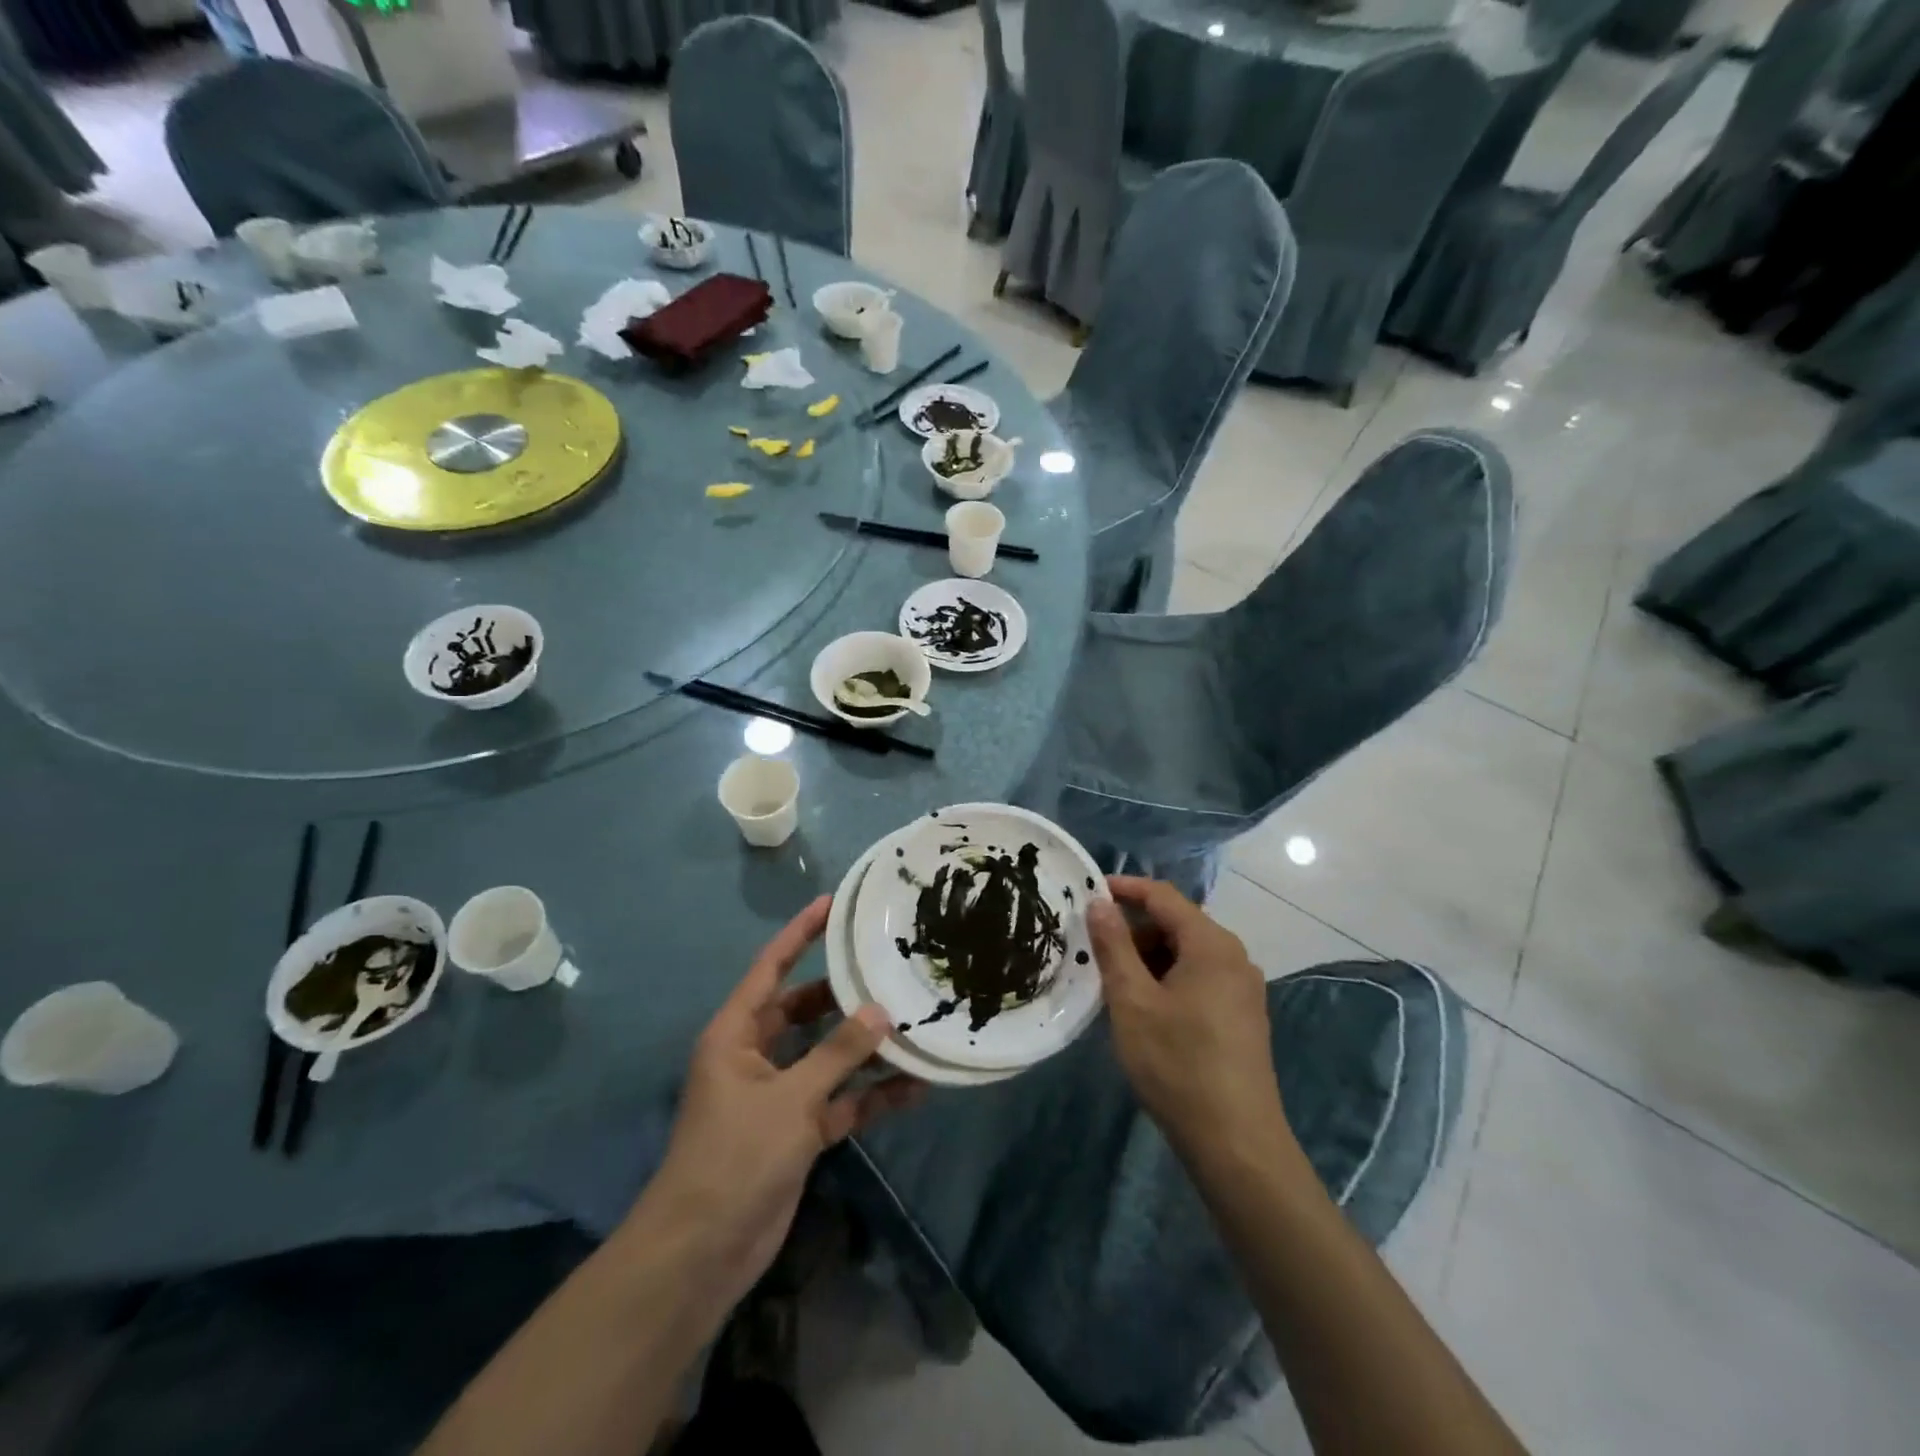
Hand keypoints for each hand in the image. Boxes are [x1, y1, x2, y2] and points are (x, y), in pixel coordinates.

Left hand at [636, 897, 919, 1313]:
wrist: (702, 1253)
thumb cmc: (734, 1157)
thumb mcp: (790, 1099)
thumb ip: (838, 1053)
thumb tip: (880, 1010)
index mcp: (736, 1033)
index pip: (771, 968)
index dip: (800, 934)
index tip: (833, 903)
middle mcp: (756, 1055)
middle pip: (805, 1010)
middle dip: (845, 994)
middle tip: (890, 969)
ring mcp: (778, 1095)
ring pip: (828, 1056)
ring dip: (865, 1048)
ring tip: (914, 1024)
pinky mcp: (797, 1131)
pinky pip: (839, 1100)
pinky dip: (869, 1095)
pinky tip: (914, 1088)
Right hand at [1087, 877, 1290, 1160]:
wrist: (1237, 1144)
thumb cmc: (1178, 1064)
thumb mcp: (1132, 1001)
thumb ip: (1114, 946)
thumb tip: (1099, 903)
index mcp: (1211, 944)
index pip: (1163, 896)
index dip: (1125, 888)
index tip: (1088, 892)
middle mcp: (1234, 957)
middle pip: (1177, 924)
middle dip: (1134, 930)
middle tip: (1095, 950)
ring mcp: (1243, 988)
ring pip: (1187, 953)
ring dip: (1149, 958)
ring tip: (1114, 984)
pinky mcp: (1243, 1016)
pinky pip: (1200, 978)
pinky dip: (1168, 979)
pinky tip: (1145, 1008)